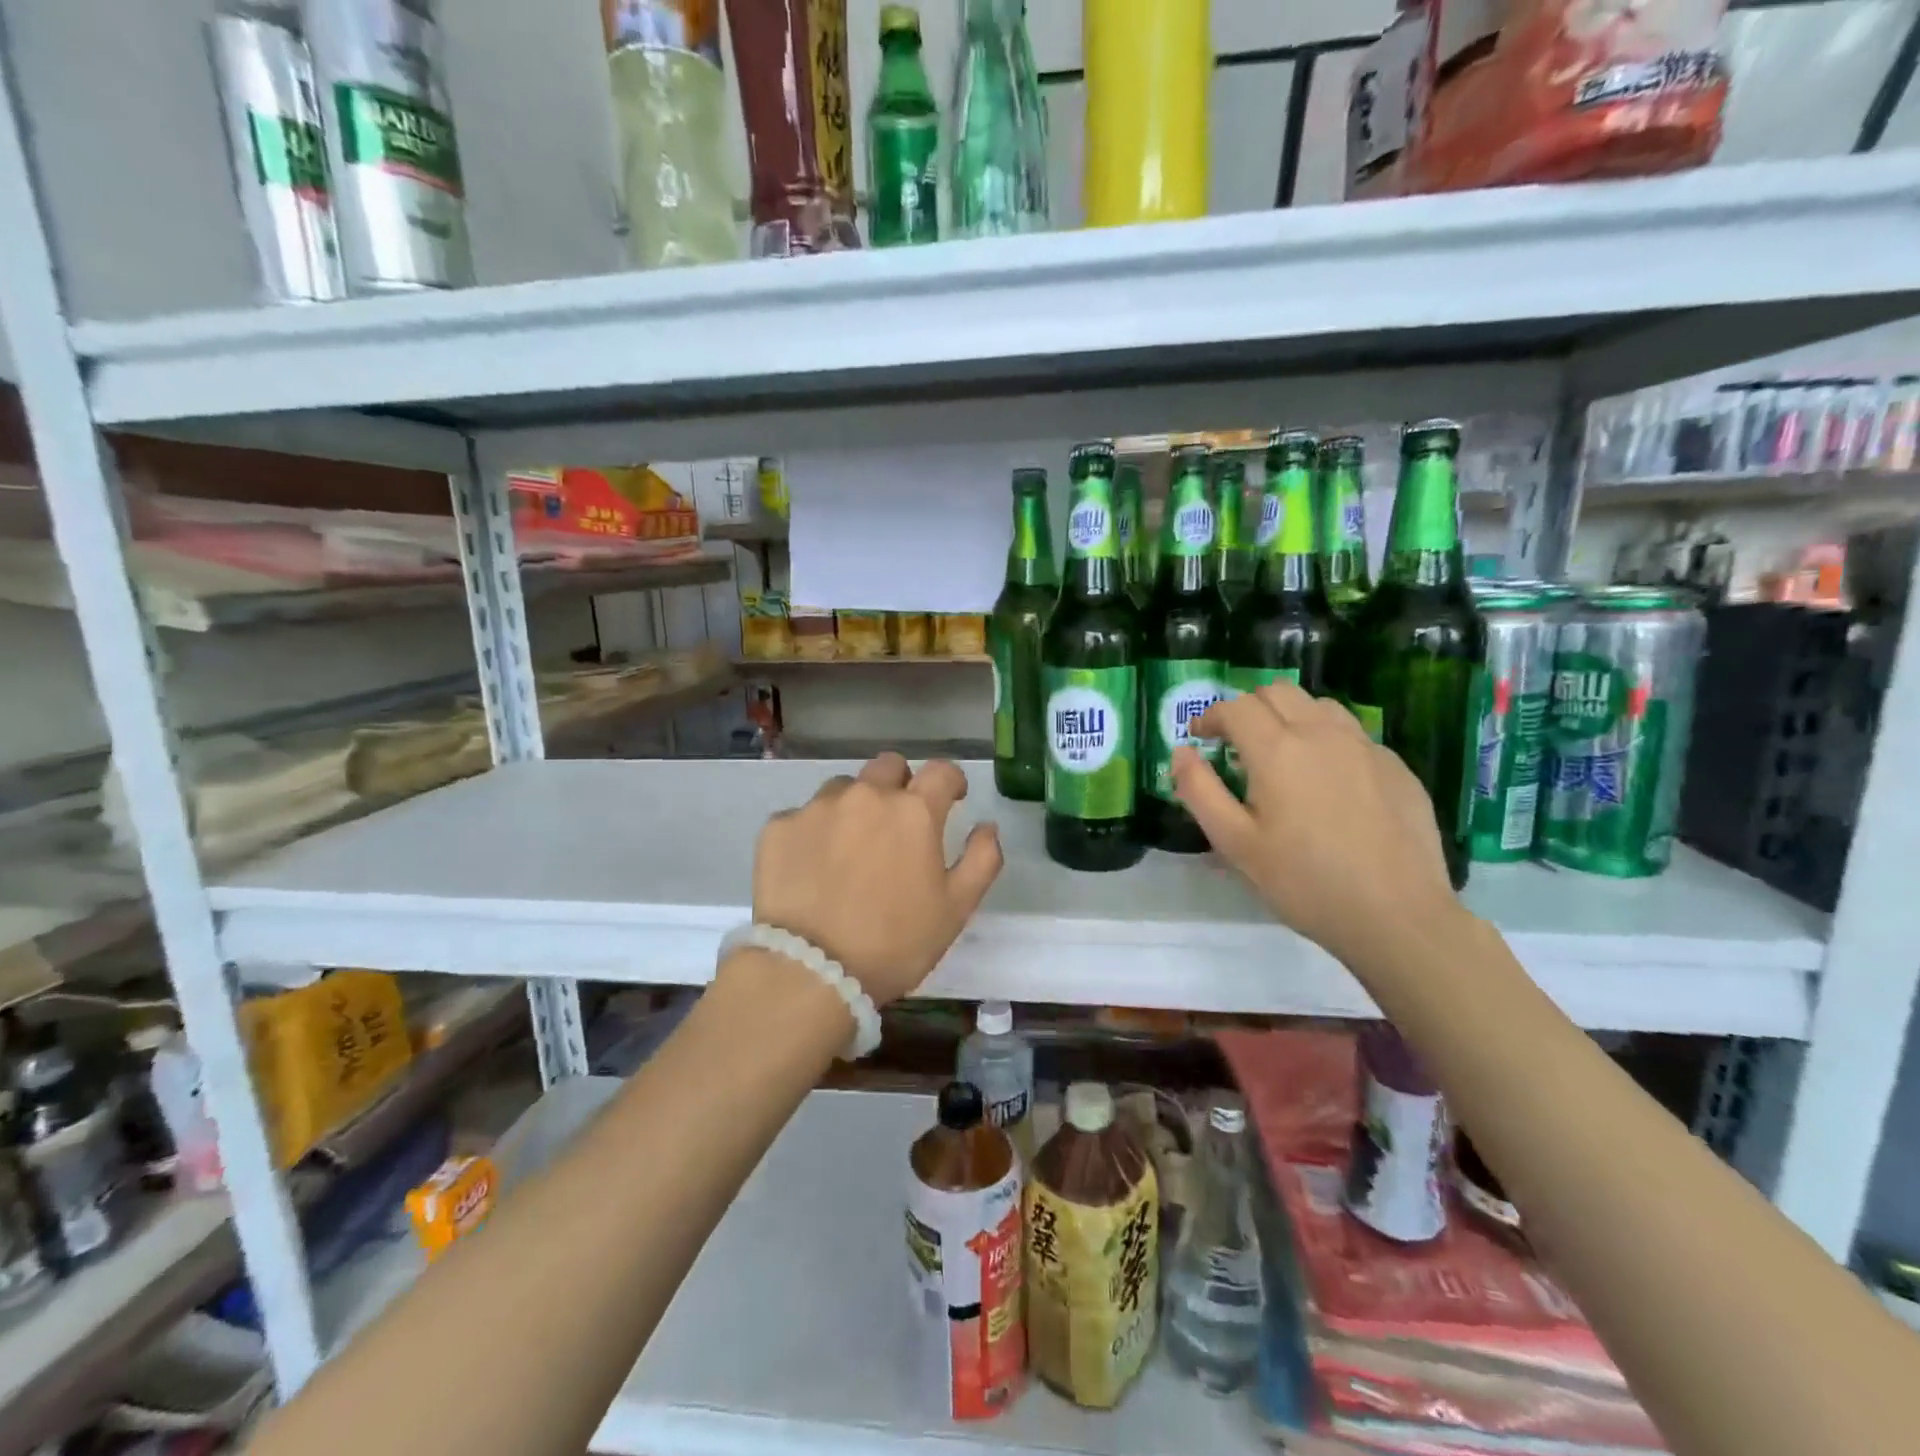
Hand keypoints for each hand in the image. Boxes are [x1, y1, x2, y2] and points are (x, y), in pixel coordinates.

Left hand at [751, 754, 1002, 1005]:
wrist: (811, 972)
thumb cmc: (895, 943)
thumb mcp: (956, 909)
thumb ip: (981, 859)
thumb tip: (987, 826)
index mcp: (913, 811)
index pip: (941, 771)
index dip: (951, 781)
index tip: (951, 799)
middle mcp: (866, 795)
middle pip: (889, 767)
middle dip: (900, 785)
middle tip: (898, 823)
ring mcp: (817, 808)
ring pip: (843, 788)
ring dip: (854, 806)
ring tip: (850, 848)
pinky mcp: (778, 827)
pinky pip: (802, 816)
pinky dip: (813, 833)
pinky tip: (811, 868)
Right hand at [1174, 682, 1458, 967]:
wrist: (1397, 916)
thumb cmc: (1303, 882)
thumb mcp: (1234, 843)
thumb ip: (1200, 790)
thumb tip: (1181, 752)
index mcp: (1277, 750)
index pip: (1236, 707)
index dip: (1210, 717)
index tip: (1201, 739)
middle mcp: (1322, 734)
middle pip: (1278, 692)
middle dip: (1249, 709)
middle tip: (1237, 744)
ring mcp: (1365, 746)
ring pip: (1319, 706)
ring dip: (1290, 717)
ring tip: (1282, 755)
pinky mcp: (1396, 766)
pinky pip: (1352, 734)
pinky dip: (1327, 740)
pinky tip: (1328, 782)